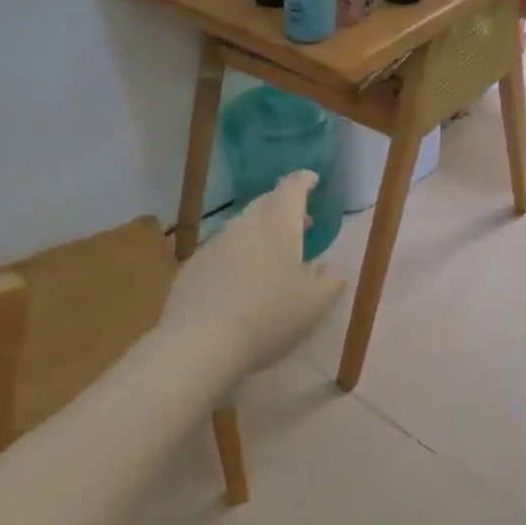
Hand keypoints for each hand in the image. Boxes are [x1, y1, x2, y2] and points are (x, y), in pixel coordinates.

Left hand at [163, 171, 344, 390]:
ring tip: (274, 256)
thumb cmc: (267, 319)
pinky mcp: (194, 265)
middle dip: (285, 208)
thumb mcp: (314, 305)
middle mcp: (245, 225)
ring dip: (261, 233)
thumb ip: (330, 280)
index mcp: (278, 225)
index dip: (304, 180)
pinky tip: (240, 283)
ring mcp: (215, 243)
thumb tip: (331, 267)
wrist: (199, 343)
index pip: (292, 188)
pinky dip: (238, 255)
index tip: (313, 180)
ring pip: (243, 227)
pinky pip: (222, 250)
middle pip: (266, 203)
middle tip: (301, 223)